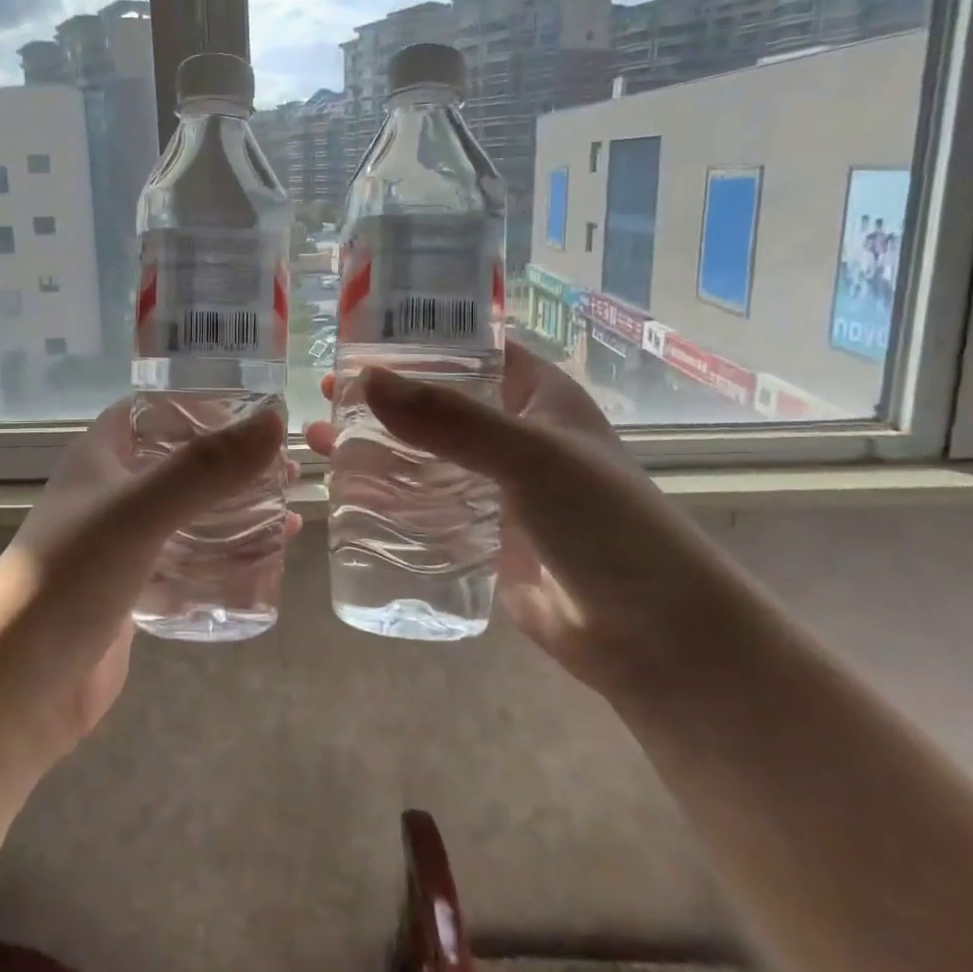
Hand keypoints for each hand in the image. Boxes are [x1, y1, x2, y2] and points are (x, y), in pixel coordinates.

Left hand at [0, 399, 291, 757]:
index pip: (156, 408)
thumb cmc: (71, 577)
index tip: (263, 407)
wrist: (17, 685)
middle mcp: (112, 492)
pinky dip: (224, 558)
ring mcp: (123, 543)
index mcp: (102, 455)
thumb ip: (207, 467)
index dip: (205, 401)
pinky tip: (265, 564)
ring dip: (235, 512)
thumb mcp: (141, 511)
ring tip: (289, 514)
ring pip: (190, 514)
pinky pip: (188, 562)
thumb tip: (276, 419)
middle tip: (290, 468)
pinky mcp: (135, 590)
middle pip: (181, 462)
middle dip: (233, 463)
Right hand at [309, 341, 738, 690]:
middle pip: (435, 400)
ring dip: (374, 444)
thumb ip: (450, 419)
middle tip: (325, 392)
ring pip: (422, 453)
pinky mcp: (479, 532)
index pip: (469, 346)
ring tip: (319, 440)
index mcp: (536, 394)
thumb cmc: (606, 525)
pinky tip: (345, 493)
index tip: (356, 335)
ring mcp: (494, 484)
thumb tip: (365, 381)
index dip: (417, 337)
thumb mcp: (531, 457)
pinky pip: (424, 502)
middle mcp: (513, 431)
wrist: (653, 635)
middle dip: (381, 395)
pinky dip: (386, 493)